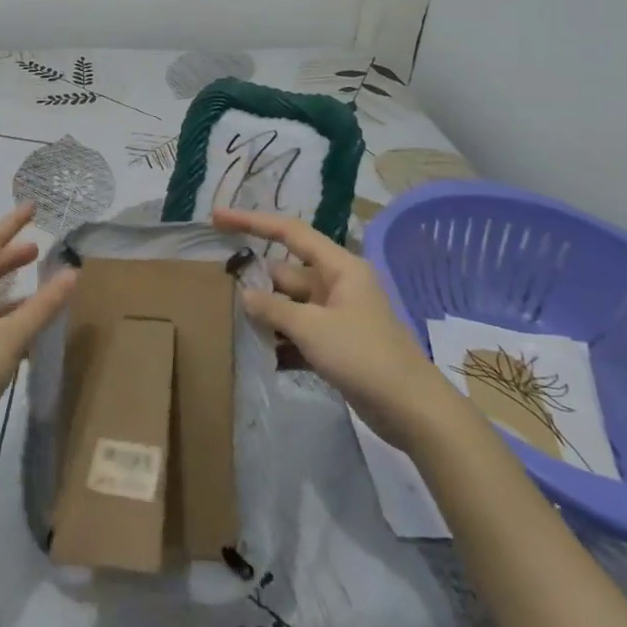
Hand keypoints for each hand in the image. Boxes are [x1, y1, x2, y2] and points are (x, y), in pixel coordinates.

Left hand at [0, 203, 76, 461]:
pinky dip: (9, 314)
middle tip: (38, 247)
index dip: (11, 224)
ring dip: (11, 285)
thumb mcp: (10, 337)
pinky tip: (27, 327)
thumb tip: (71, 272)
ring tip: (37, 282)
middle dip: (10, 254)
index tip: (32, 206)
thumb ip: (42, 306)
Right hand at [213, 207, 445, 442]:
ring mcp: (337, 316)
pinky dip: (280, 341)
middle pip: (286, 273)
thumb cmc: (363, 355)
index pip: (290, 232)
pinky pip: (299, 333)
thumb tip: (245, 295)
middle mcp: (338, 285)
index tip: (217, 217)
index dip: (252, 221)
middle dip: (255, 281)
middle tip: (216, 288)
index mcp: (340, 267)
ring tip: (228, 322)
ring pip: (290, 305)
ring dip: (265, 315)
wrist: (410, 409)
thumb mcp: (311, 328)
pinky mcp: (336, 345)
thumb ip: (273, 309)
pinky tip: (256, 354)